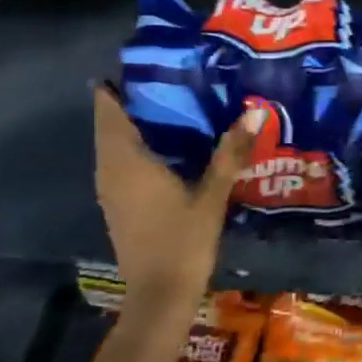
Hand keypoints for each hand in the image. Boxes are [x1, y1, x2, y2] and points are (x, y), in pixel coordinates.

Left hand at [93, 86, 262, 310]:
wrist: (159, 298)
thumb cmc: (182, 242)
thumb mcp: (212, 196)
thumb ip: (230, 152)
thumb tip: (254, 113)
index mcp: (125, 160)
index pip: (107, 107)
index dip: (121, 82)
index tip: (152, 62)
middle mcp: (109, 169)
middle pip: (110, 122)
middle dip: (136, 98)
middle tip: (177, 77)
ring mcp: (110, 189)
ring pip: (115, 142)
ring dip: (137, 122)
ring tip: (180, 103)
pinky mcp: (118, 204)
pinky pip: (121, 161)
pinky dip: (139, 145)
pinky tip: (174, 144)